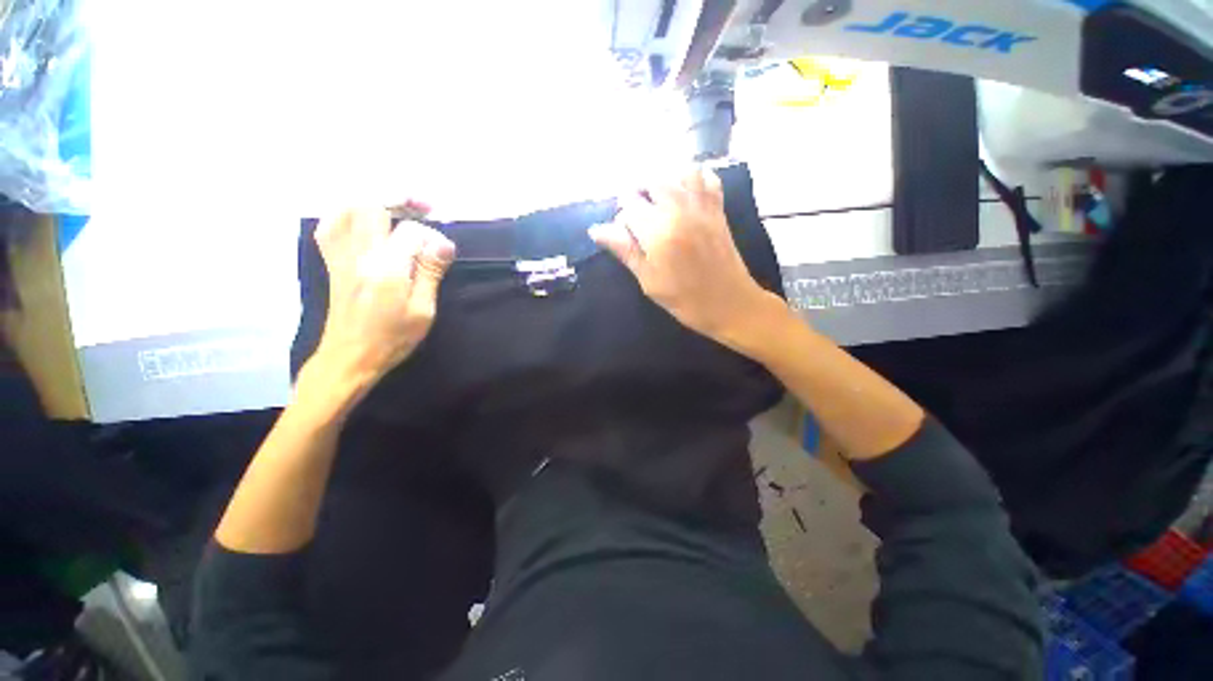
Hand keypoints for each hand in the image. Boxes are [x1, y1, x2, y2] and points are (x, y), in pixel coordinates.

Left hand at [310, 207, 455, 388]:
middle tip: (424, 207)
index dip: (431, 234)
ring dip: (373, 201)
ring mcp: (340, 256)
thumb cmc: (392, 338)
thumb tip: (444, 242)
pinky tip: (363, 219)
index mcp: (386, 269)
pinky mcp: (332, 263)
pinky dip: (347, 213)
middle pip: (371, 206)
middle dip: (400, 199)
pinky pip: (330, 225)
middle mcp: (358, 255)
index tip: (443, 250)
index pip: (409, 232)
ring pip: (347, 209)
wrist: (350, 357)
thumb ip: (431, 273)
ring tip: (396, 208)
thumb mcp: (423, 311)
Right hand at [590, 168, 781, 351]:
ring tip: (657, 200)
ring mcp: (702, 207)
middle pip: (651, 180)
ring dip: (664, 181)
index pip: (629, 207)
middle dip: (637, 193)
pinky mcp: (718, 209)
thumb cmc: (685, 300)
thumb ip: (625, 251)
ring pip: (679, 172)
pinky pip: (707, 178)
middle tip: (636, 215)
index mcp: (658, 232)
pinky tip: (684, 194)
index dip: (621, 220)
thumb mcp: (649, 281)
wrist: (730, 304)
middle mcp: (679, 210)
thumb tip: (596, 230)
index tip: (624, 235)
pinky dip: (694, 178)